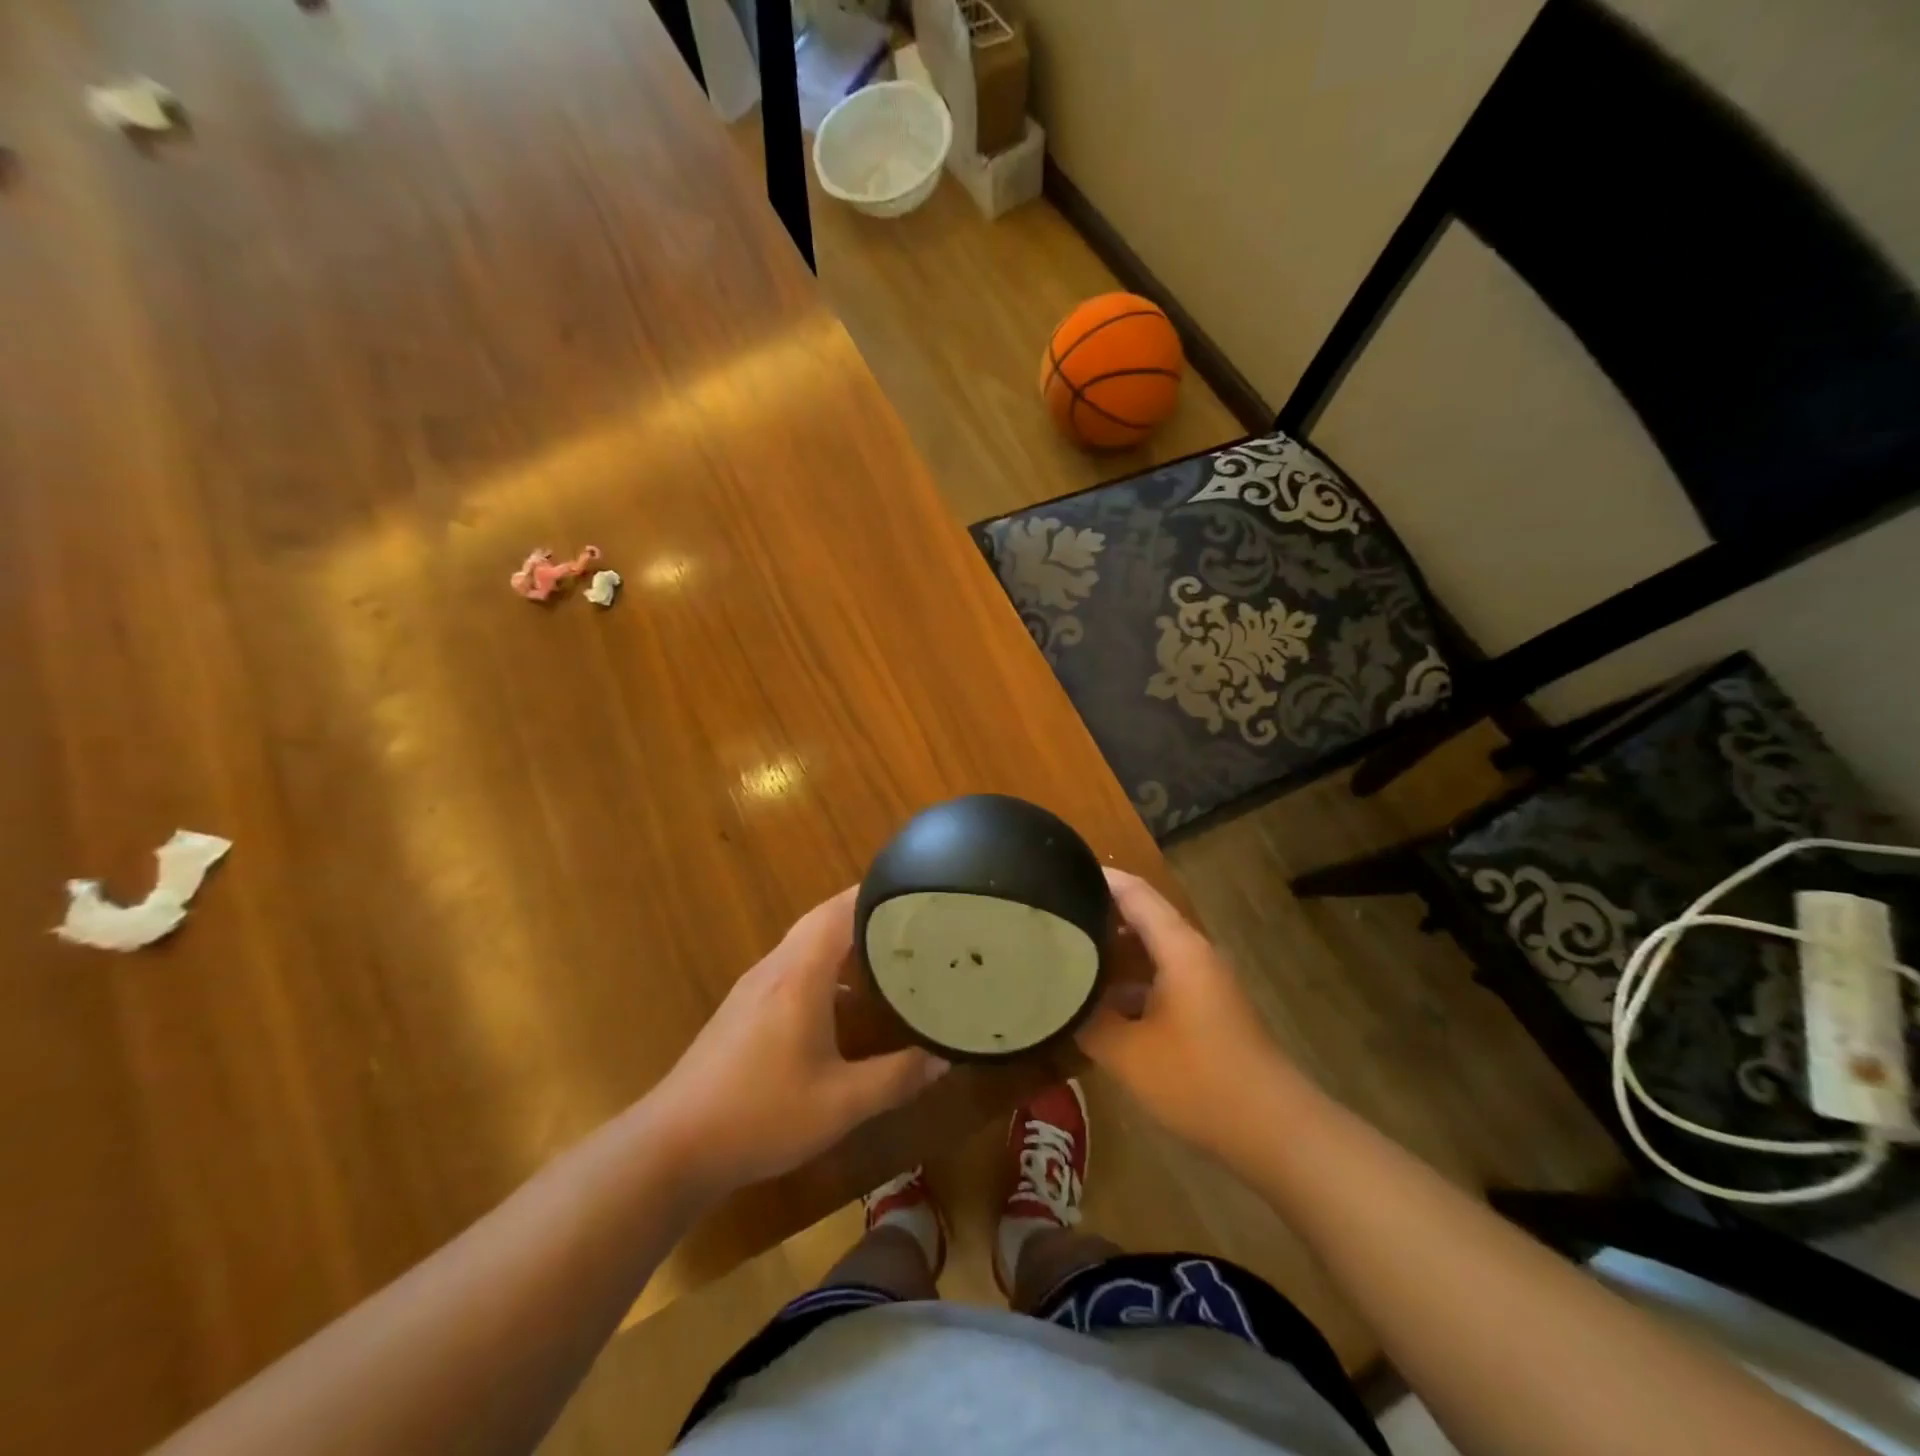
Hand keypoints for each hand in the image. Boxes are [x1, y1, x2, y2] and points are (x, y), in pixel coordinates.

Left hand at [652, 888, 947, 1195]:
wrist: (672, 1146)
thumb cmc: (760, 1115)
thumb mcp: (840, 1104)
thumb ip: (897, 1078)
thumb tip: (945, 1058)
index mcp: (800, 974)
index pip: (840, 910)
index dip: (877, 893)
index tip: (916, 890)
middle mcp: (776, 967)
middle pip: (823, 918)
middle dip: (866, 911)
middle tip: (912, 918)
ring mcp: (755, 986)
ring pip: (806, 942)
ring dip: (844, 938)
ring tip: (888, 951)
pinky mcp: (744, 1007)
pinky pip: (793, 965)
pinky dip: (825, 965)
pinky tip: (845, 1000)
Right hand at [1079, 870, 1291, 1159]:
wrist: (1276, 1131)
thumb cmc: (1199, 1080)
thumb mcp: (1128, 1053)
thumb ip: (1088, 1020)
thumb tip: (1059, 1000)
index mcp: (1178, 947)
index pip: (1133, 892)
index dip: (1096, 878)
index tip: (1053, 875)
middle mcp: (1193, 954)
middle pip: (1141, 916)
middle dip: (1097, 913)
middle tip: (1051, 919)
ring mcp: (1204, 982)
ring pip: (1151, 950)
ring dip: (1113, 950)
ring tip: (1067, 956)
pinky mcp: (1208, 1009)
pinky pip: (1161, 977)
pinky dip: (1130, 980)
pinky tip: (1102, 1004)